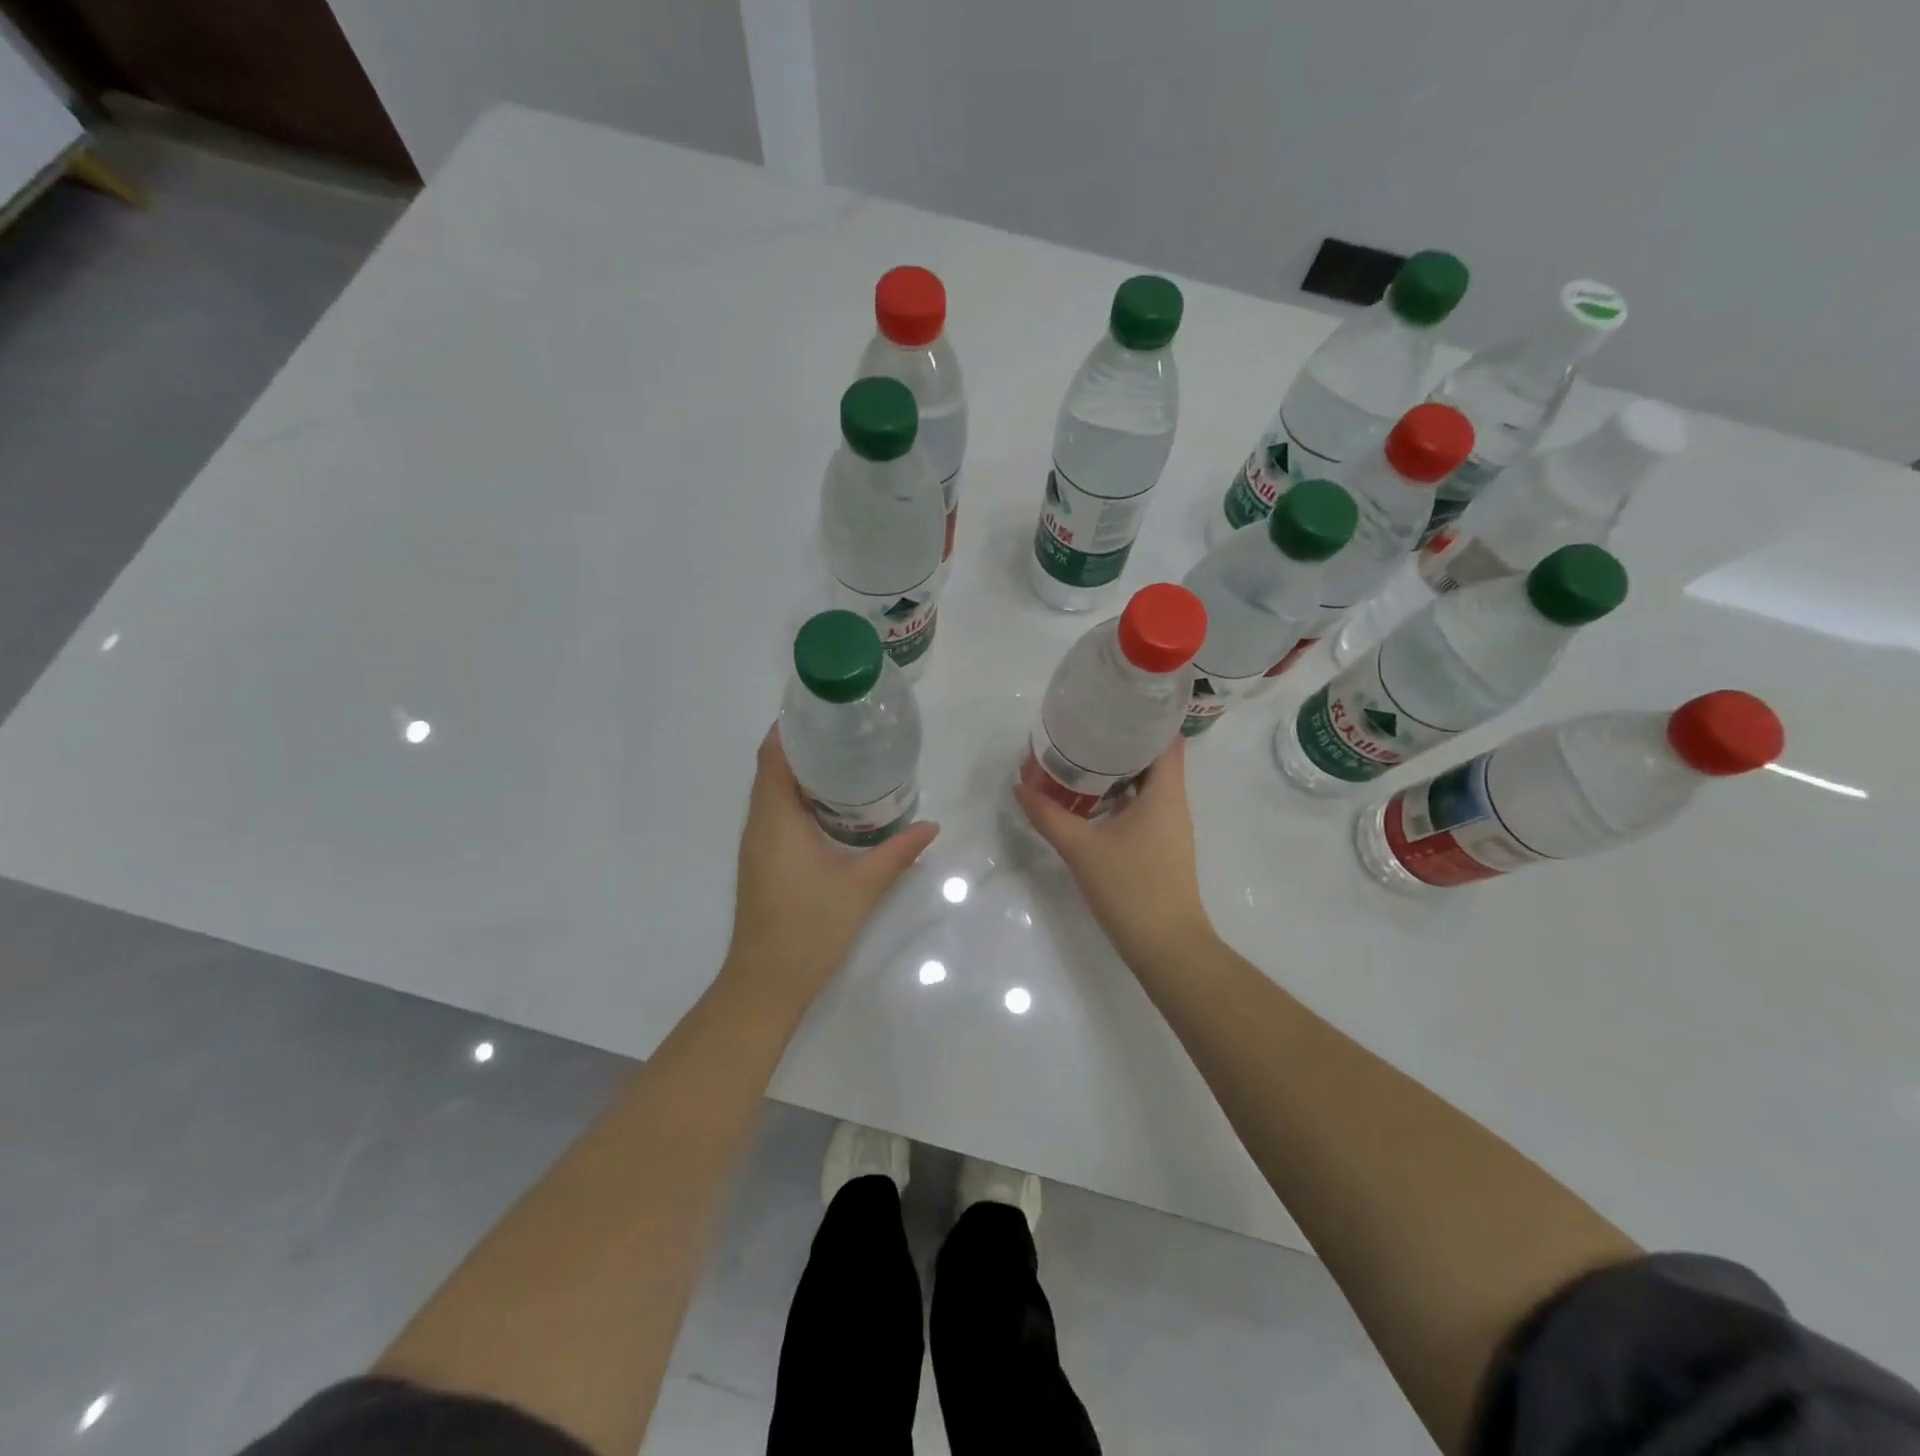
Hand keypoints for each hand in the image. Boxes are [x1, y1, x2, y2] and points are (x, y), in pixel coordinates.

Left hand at [724, 726, 940, 1002]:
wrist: (767, 983)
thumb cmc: (810, 927)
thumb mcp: (862, 886)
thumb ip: (898, 852)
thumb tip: (931, 826)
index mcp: (775, 819)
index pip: (773, 757)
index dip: (791, 728)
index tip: (823, 710)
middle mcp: (758, 824)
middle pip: (772, 769)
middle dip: (803, 746)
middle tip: (847, 732)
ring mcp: (756, 844)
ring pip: (773, 793)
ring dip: (800, 773)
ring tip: (845, 760)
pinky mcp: (761, 861)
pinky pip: (775, 814)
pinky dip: (798, 799)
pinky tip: (832, 806)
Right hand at [1013, 738, 1214, 968]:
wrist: (1167, 948)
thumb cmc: (1131, 889)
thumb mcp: (1082, 849)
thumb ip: (1048, 815)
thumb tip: (1020, 786)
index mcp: (1165, 794)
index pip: (1166, 739)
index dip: (1144, 717)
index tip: (1112, 704)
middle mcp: (1173, 804)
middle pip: (1153, 758)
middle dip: (1120, 741)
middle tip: (1083, 727)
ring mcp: (1169, 828)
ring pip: (1146, 785)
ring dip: (1117, 771)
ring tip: (1079, 757)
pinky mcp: (1161, 848)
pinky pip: (1141, 808)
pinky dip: (1118, 797)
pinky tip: (1089, 801)